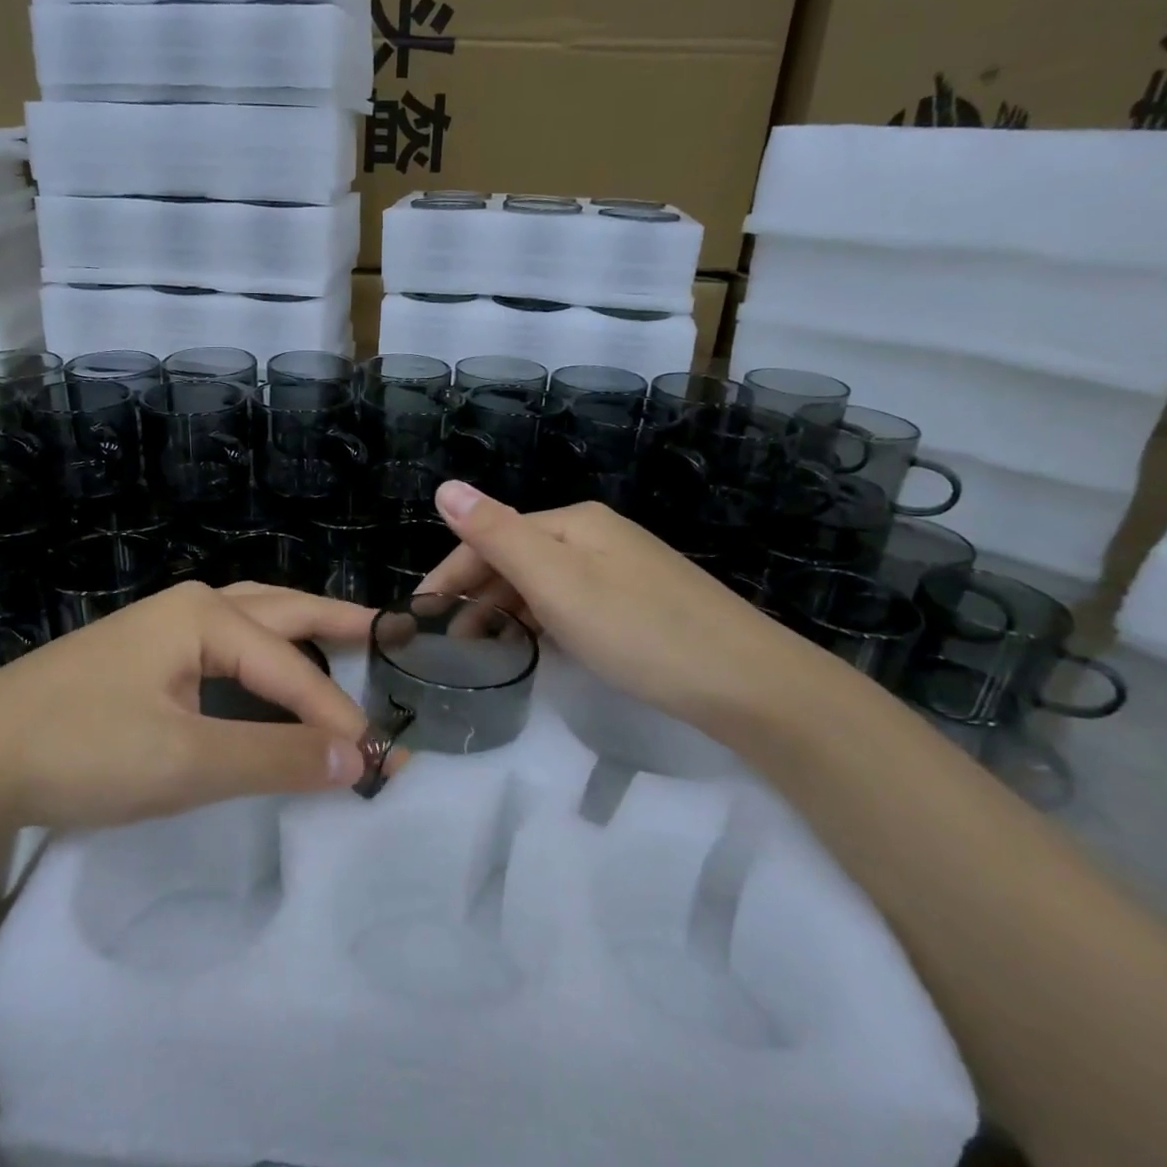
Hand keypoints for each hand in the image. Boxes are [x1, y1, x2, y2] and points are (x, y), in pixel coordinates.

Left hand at [0, 581, 375, 829]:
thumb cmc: (82, 749)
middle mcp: (189, 609)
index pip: (293, 669)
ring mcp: (160, 630)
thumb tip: (355, 760)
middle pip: (282, 611)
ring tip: (341, 641)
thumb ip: (274, 757)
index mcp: (206, 617)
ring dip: (299, 633)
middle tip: (388, 633)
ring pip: (251, 622)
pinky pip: (223, 646)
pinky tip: (265, 674)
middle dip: (337, 624)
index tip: (379, 762)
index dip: (339, 716)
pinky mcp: (141, 659)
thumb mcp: (186, 760)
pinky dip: (262, 655)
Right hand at [417, 481, 831, 730]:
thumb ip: (497, 533)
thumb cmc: (637, 629)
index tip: (420, 617)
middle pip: (517, 557)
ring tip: (484, 652)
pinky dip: (543, 622)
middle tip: (450, 644)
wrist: (746, 681)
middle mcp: (597, 536)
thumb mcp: (556, 581)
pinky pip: (572, 604)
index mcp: (573, 522)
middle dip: (477, 594)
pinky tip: (539, 649)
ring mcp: (623, 569)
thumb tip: (446, 486)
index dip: (450, 573)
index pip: (491, 536)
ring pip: (545, 583)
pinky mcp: (641, 603)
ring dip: (508, 611)